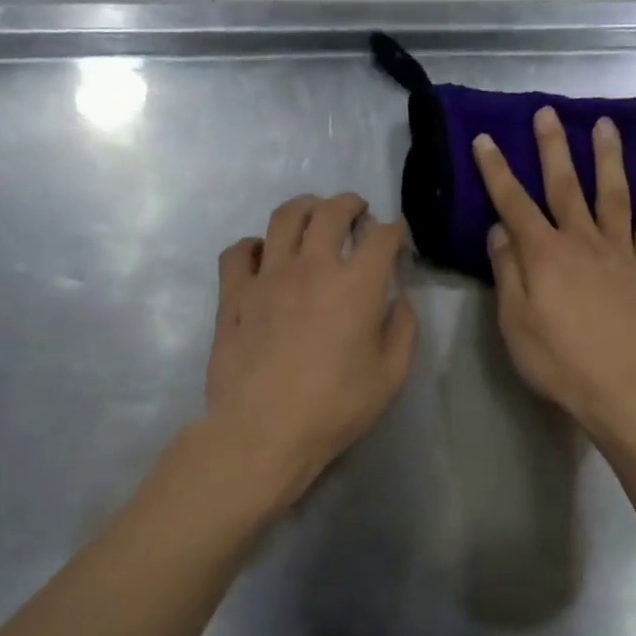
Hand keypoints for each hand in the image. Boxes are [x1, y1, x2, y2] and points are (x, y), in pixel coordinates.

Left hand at [204, 192, 417, 504]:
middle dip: (350, 204)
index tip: (398, 238)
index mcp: (356, 285)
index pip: (382, 236)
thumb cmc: (334, 408)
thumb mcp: (390, 376)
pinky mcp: (234, 295)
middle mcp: (311, 267)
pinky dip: (254, 245)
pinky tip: (262, 255)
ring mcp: (267, 277)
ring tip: (312, 216)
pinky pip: (239, 251)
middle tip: (357, 212)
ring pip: (283, 218)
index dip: (395, 230)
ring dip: (305, 208)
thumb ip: (402, 330)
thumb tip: (399, 301)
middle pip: (330, 212)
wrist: (263, 431)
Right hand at [473, 106, 635, 442]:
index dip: (497, 171)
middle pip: (565, 186)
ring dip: (607, 158)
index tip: (485, 139)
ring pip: (612, 194)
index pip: (514, 203)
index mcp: (544, 255)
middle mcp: (582, 242)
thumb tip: (500, 230)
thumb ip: (508, 272)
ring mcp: (620, 253)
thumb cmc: (559, 362)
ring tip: (604, 125)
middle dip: (553, 148)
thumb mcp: (515, 323)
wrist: (623, 390)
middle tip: (548, 112)